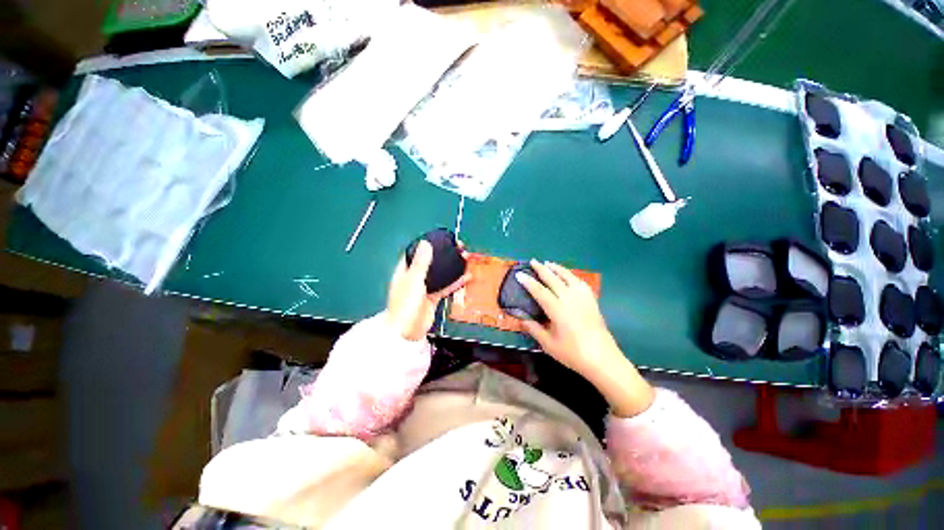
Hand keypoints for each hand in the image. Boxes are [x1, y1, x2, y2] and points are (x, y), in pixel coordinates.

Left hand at [386, 240, 470, 340]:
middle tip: (459, 248)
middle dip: (444, 255)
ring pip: (440, 274)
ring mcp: (424, 288)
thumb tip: (425, 242)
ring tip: (465, 259)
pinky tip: (466, 277)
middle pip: (431, 262)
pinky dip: (455, 282)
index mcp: (405, 271)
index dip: (428, 245)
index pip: (416, 253)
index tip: (442, 240)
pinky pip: (446, 287)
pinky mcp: (433, 298)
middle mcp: (415, 278)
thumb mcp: (414, 280)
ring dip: (452, 267)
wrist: (407, 331)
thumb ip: (421, 262)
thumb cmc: (405, 304)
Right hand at [515, 261, 618, 376]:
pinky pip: (580, 282)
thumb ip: (533, 328)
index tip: (519, 274)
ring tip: (548, 263)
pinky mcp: (592, 301)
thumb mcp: (548, 344)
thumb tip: (520, 317)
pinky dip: (571, 276)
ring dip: (557, 269)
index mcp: (557, 309)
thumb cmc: (573, 353)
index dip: (528, 282)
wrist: (603, 359)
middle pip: (553, 279)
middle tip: (532, 261)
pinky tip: (568, 276)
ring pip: (568, 277)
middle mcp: (570, 299)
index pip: (539, 291)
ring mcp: (583, 298)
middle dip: (542, 269)